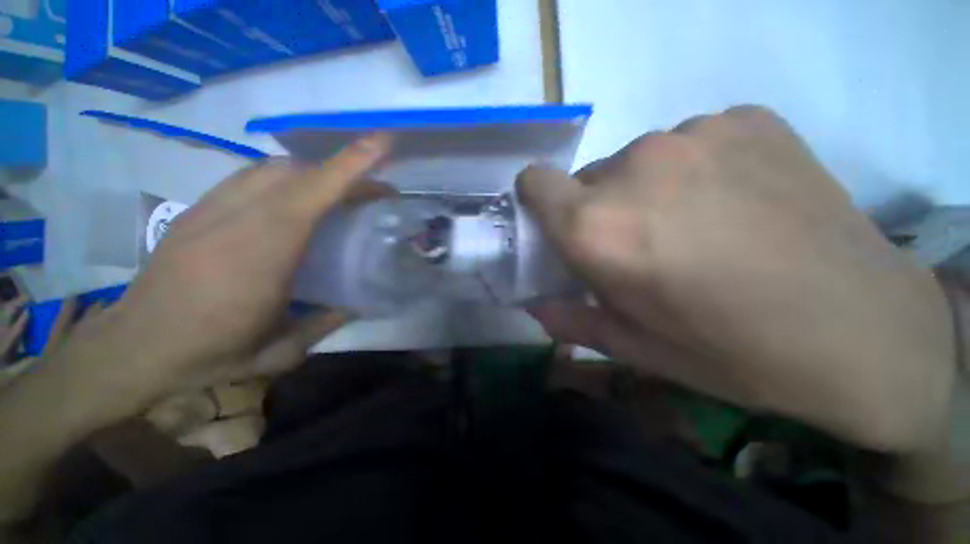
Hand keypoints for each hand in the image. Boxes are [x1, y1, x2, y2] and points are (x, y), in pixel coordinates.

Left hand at [48, 134, 391, 406]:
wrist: (134, 349)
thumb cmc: (209, 355)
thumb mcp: (279, 351)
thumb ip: (325, 323)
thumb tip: (355, 306)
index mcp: (262, 255)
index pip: (310, 195)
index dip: (349, 167)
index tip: (381, 145)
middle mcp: (236, 220)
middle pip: (296, 173)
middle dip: (343, 171)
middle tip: (374, 191)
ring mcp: (212, 209)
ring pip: (273, 169)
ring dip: (316, 173)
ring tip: (342, 193)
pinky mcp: (198, 210)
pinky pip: (252, 178)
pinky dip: (287, 179)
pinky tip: (297, 200)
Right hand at [518, 106, 954, 453]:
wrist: (864, 331)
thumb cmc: (731, 352)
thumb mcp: (634, 347)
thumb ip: (571, 320)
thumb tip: (535, 306)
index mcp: (596, 227)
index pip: (534, 181)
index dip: (538, 201)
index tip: (558, 224)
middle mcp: (634, 167)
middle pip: (587, 179)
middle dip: (599, 210)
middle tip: (641, 245)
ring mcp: (696, 133)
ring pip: (637, 160)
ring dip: (646, 190)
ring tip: (697, 227)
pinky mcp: (747, 119)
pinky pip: (691, 141)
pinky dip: (698, 169)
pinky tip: (740, 203)